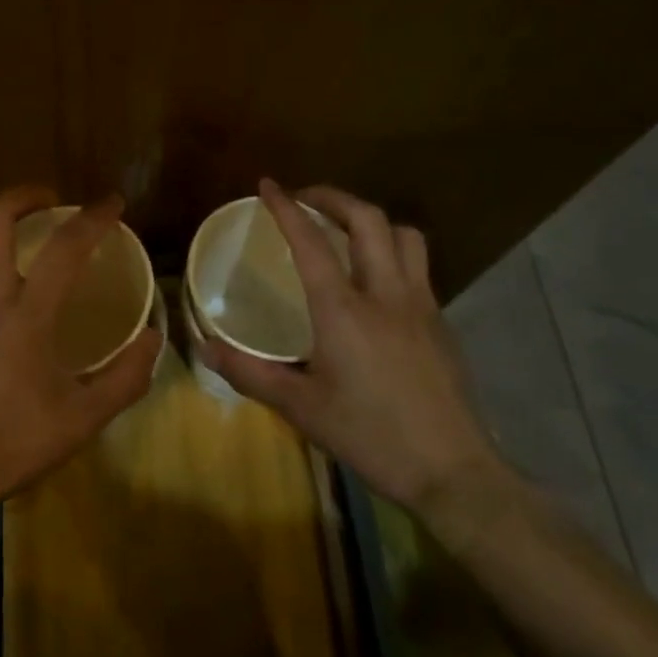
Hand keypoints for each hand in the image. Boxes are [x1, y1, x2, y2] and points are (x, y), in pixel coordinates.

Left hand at [0, 185, 161, 536]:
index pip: (65, 248)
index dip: (93, 217)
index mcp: (26, 317)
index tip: (112, 202)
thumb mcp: (81, 421)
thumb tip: (153, 336)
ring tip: (7, 236)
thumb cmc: (9, 446)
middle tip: (48, 205)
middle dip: (24, 195)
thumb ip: (125, 377)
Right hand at [203, 179, 504, 516]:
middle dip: (333, 197)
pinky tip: (376, 283)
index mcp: (343, 309)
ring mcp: (421, 305)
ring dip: (371, 221)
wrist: (452, 472)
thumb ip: (250, 373)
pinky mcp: (442, 323)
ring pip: (404, 236)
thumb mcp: (301, 408)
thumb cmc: (370, 435)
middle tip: (306, 199)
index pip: (311, 242)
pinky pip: (418, 267)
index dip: (286, 207)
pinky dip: (392, 253)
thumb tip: (204, 347)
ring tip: (345, 230)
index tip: (267, 185)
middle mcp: (386, 294)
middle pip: (367, 220)